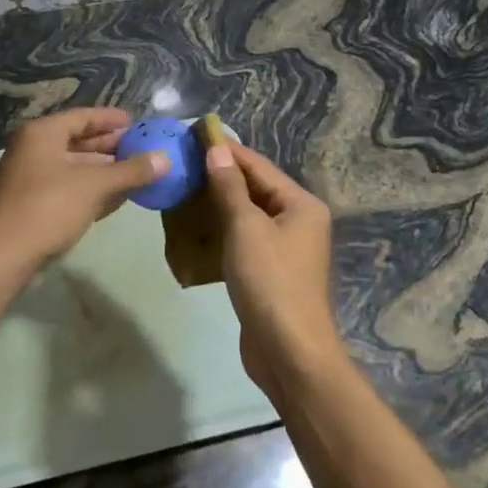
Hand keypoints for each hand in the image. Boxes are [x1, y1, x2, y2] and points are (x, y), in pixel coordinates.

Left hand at [0, 108, 168, 273]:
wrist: (0, 259)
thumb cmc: (46, 209)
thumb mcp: (93, 186)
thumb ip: (130, 171)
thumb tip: (166, 159)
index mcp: (42, 134)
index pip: (83, 116)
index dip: (111, 119)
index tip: (137, 123)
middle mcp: (32, 151)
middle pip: (78, 142)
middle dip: (111, 147)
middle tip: (143, 150)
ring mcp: (29, 180)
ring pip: (74, 168)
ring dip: (104, 172)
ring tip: (137, 175)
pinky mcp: (31, 207)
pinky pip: (68, 190)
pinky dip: (91, 191)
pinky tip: (115, 199)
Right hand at [202, 140, 341, 394]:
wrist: (289, 351)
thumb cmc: (270, 281)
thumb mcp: (246, 228)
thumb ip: (230, 187)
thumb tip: (217, 150)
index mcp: (302, 205)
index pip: (259, 167)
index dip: (227, 150)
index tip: (196, 135)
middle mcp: (300, 221)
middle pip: (257, 188)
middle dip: (222, 176)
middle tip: (185, 162)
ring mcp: (288, 249)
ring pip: (250, 215)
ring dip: (221, 204)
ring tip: (186, 189)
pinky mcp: (273, 272)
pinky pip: (247, 239)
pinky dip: (225, 231)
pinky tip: (198, 227)